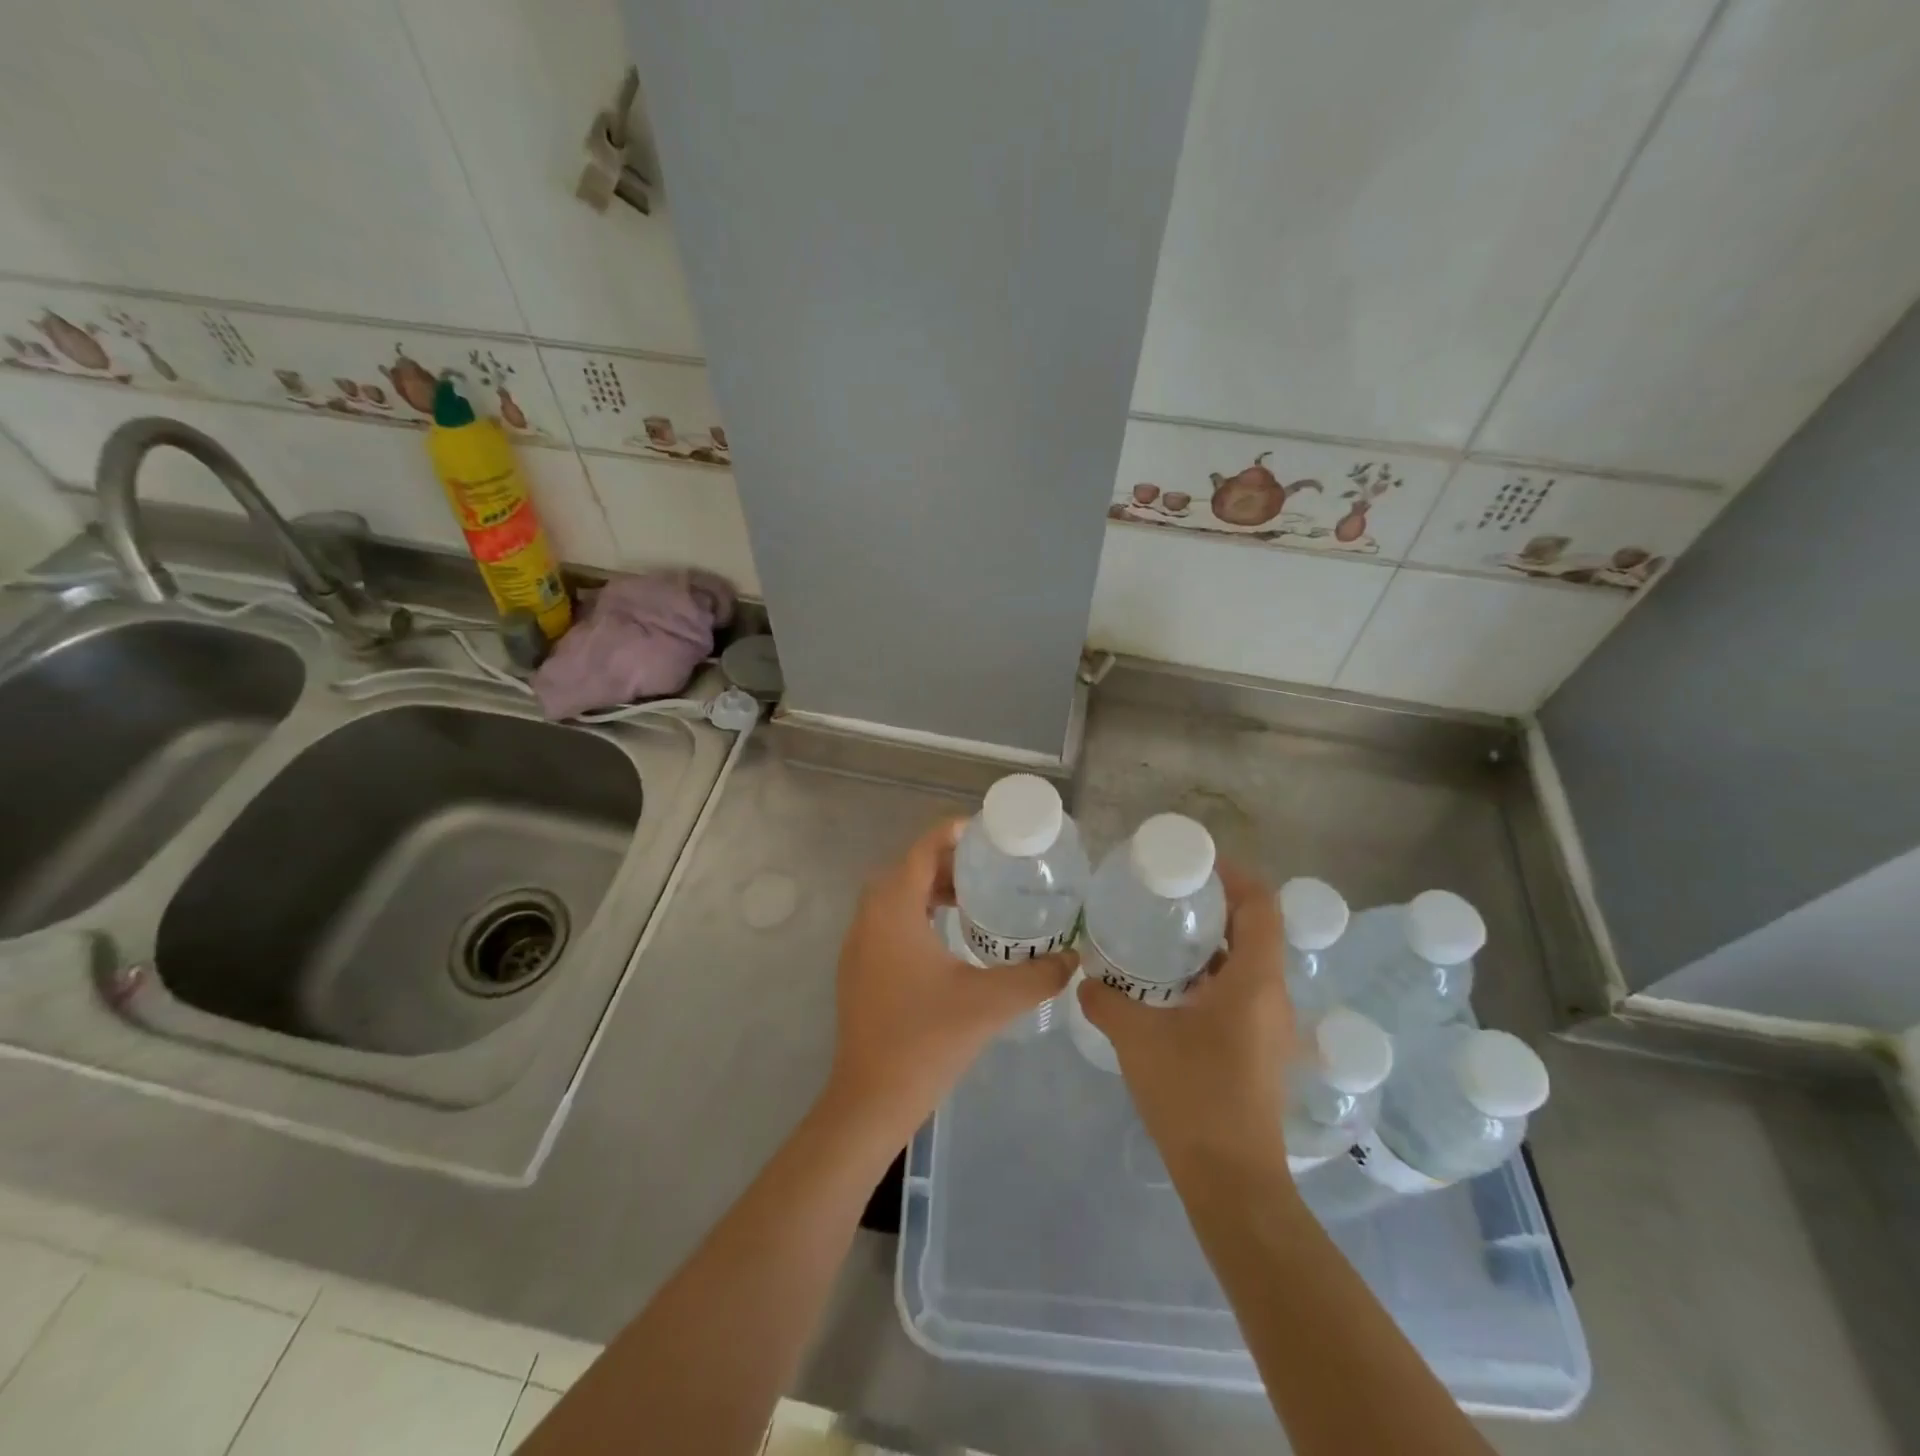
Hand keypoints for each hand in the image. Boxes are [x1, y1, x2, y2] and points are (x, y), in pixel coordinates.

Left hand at [824, 816, 1076, 1143]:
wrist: (870, 1099)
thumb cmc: (926, 1040)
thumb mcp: (990, 1003)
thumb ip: (1036, 976)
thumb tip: (1074, 959)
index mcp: (893, 910)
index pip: (922, 850)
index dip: (952, 833)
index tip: (988, 833)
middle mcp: (868, 917)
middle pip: (908, 869)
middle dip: (947, 862)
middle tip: (990, 868)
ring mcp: (858, 944)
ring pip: (895, 896)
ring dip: (931, 889)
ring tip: (975, 900)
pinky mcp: (858, 968)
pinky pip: (888, 921)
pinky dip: (917, 914)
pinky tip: (949, 939)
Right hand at [1076, 861, 1295, 1167]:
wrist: (1231, 1181)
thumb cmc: (1193, 1096)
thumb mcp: (1139, 1040)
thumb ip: (1107, 1002)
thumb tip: (1085, 980)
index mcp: (1254, 982)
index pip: (1262, 906)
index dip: (1236, 876)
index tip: (1196, 864)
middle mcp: (1272, 997)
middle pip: (1256, 930)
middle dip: (1217, 905)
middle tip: (1170, 894)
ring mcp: (1270, 1026)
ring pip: (1248, 963)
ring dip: (1213, 943)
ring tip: (1165, 933)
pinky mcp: (1260, 1049)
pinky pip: (1242, 992)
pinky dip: (1212, 975)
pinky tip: (1170, 987)